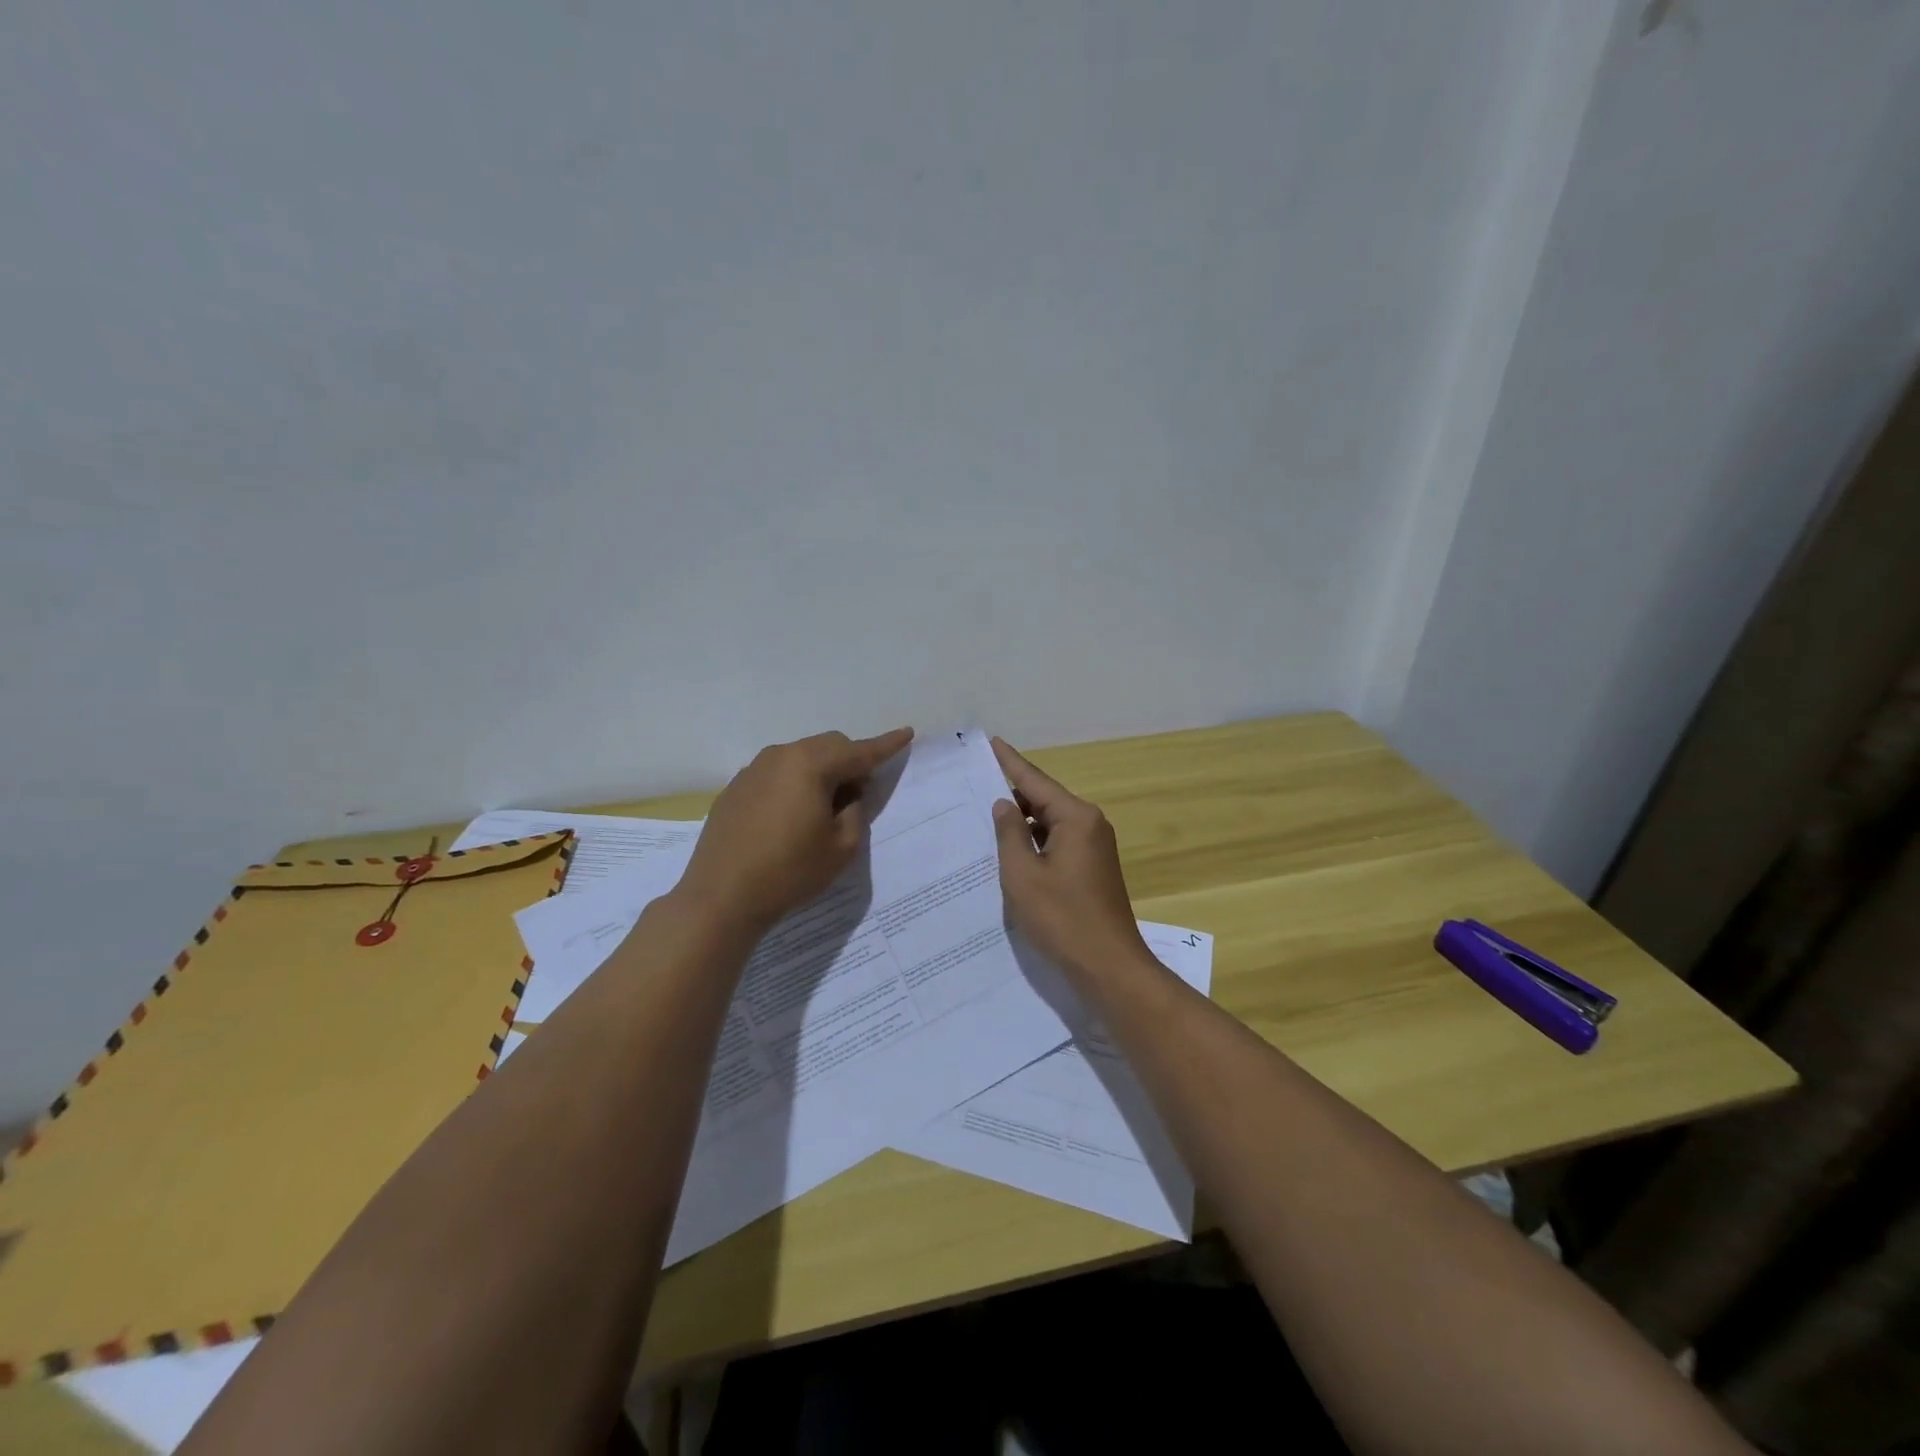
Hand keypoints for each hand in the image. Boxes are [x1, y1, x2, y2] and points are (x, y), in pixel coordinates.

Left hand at [678, 727, 913, 929]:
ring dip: (821, 773)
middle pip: (828, 746)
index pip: (859, 751)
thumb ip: (855, 810)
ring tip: (824, 809)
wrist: (721, 896)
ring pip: (800, 758)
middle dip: (850, 762)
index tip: (907, 733)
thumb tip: (847, 793)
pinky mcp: (735, 789)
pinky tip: (790, 817)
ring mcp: (753, 770)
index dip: (886, 745)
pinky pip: (776, 774)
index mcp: (810, 765)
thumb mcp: (842, 846)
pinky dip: (794, 784)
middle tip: (860, 794)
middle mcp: (780, 756)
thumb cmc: (790, 871)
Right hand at [990, 737, 1150, 977]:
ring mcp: (1094, 847)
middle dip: (1012, 793)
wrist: (1108, 966)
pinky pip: (1058, 841)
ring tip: (984, 816)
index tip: (991, 742)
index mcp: (1076, 817)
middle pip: (1044, 799)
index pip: (1034, 781)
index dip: (1009, 762)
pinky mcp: (1092, 868)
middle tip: (975, 784)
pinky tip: (1010, 848)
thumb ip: (1010, 834)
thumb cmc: (1062, 918)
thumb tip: (1004, 805)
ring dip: (1022, 821)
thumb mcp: (1023, 874)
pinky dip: (1034, 841)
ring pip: (1050, 822)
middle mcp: (1090, 824)